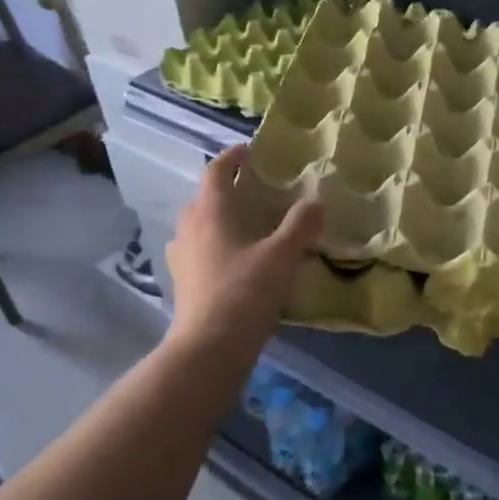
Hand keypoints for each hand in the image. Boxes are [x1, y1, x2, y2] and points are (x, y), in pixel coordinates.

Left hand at [164, 145, 322, 358]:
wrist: (209, 348)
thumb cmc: (245, 292)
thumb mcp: (282, 255)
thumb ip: (301, 225)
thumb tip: (317, 200)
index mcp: (210, 212)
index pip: (216, 171)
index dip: (232, 157)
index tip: (250, 151)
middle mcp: (189, 228)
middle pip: (204, 197)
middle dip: (226, 189)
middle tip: (255, 190)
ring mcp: (181, 257)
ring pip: (199, 225)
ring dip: (219, 218)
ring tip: (247, 224)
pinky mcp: (183, 282)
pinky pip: (198, 250)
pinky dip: (215, 245)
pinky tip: (235, 260)